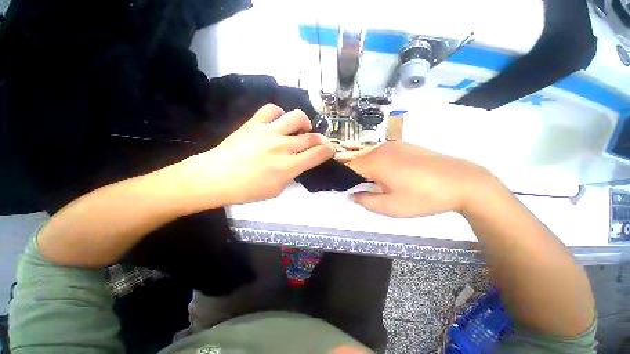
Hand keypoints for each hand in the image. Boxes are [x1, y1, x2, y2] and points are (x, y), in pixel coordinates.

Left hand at [180, 104, 334, 208]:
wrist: (215, 177)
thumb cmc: (247, 190)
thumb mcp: (276, 190)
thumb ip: (291, 175)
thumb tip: (298, 164)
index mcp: (288, 166)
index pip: (318, 154)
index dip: (329, 151)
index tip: (331, 150)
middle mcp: (283, 146)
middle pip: (311, 136)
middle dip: (321, 139)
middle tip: (319, 142)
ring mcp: (268, 132)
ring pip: (296, 117)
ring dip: (304, 123)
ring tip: (301, 129)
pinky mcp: (254, 123)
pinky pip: (272, 109)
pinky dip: (280, 114)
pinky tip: (279, 122)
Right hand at [338, 142, 497, 217]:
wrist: (462, 181)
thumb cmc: (424, 197)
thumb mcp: (391, 207)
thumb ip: (365, 201)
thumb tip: (351, 195)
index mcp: (374, 162)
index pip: (346, 167)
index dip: (342, 178)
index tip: (344, 189)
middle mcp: (379, 149)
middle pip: (356, 160)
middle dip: (354, 175)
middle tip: (361, 190)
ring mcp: (392, 145)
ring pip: (369, 156)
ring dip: (366, 169)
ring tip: (376, 184)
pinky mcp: (403, 145)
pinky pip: (381, 154)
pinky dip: (378, 163)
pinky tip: (391, 175)